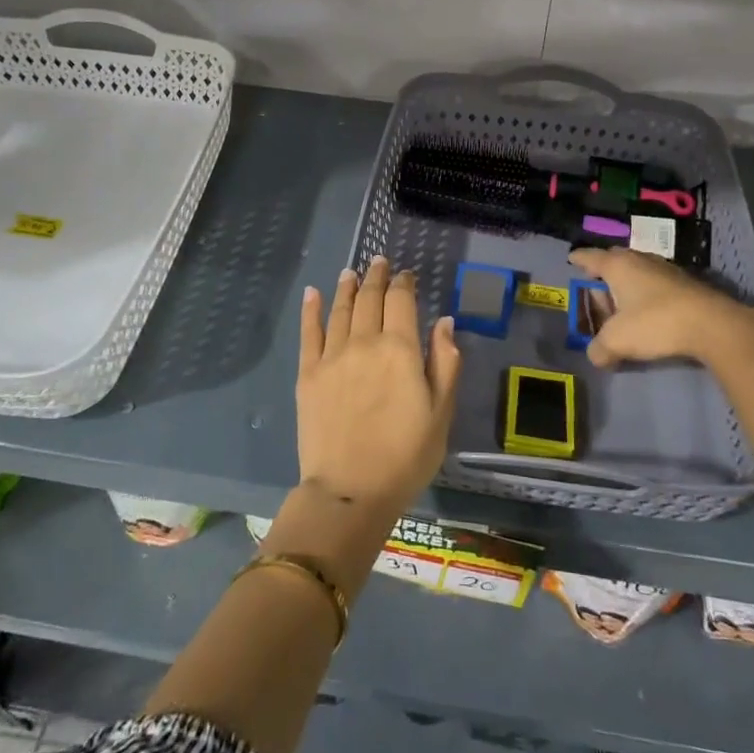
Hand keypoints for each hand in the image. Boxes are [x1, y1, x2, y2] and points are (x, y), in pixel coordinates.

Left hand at [297, 256, 459, 516]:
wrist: (350, 491)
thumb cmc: (406, 456)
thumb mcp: (441, 413)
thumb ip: (445, 363)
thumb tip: (444, 321)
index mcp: (401, 350)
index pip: (402, 301)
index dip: (404, 283)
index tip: (406, 274)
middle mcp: (365, 343)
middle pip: (370, 299)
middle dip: (376, 277)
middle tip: (378, 261)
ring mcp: (332, 356)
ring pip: (341, 310)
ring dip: (347, 287)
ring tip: (351, 272)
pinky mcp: (308, 374)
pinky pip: (309, 333)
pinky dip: (311, 310)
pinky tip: (313, 293)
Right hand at [567, 247, 753, 367]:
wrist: (712, 325)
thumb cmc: (655, 323)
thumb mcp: (618, 341)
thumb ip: (600, 348)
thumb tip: (595, 356)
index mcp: (618, 266)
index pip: (591, 257)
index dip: (579, 259)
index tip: (571, 259)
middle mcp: (640, 260)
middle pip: (615, 259)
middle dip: (603, 270)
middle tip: (595, 283)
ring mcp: (666, 269)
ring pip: (638, 269)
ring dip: (627, 282)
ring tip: (621, 300)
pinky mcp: (686, 283)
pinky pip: (656, 282)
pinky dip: (647, 292)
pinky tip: (648, 310)